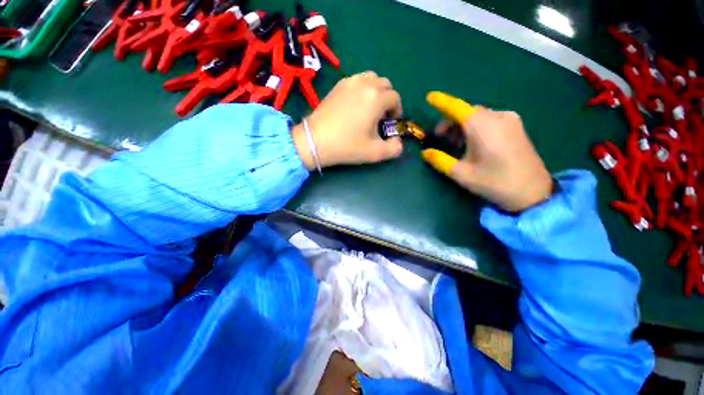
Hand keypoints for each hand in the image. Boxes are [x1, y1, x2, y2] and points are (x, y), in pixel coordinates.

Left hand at [291, 71, 402, 168]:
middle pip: (385, 84)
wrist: (315, 141)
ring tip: (369, 107)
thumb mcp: (374, 153)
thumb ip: (394, 149)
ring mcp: (349, 82)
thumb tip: (399, 142)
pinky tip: (355, 104)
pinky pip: (356, 80)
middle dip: (388, 99)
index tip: (390, 123)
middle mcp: (364, 84)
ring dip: (376, 90)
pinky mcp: (337, 85)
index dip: (397, 110)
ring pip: (371, 78)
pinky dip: (362, 88)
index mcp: (376, 98)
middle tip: (381, 116)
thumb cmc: (347, 146)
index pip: (395, 98)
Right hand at [422, 91, 552, 212]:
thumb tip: (425, 153)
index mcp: (482, 126)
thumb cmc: (494, 182)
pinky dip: (476, 127)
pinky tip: (472, 142)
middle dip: (450, 122)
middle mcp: (497, 116)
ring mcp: (510, 120)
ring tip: (455, 143)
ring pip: (478, 116)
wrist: (533, 193)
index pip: (457, 107)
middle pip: (467, 112)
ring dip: (462, 125)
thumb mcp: (461, 174)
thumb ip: (440, 160)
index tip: (429, 97)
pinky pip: (490, 120)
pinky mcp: (516, 126)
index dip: (441, 101)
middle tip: (440, 138)